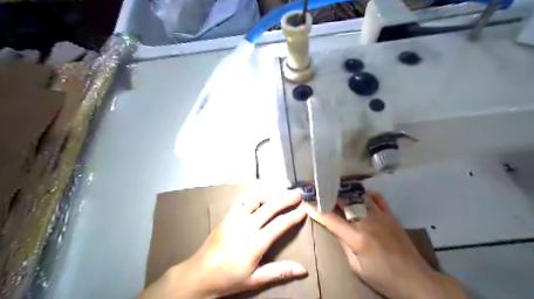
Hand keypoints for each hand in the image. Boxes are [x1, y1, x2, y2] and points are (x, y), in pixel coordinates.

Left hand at [137, 190, 305, 298]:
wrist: (199, 274)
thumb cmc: (229, 279)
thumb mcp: (255, 279)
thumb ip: (279, 272)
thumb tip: (303, 270)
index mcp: (255, 243)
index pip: (279, 225)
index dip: (293, 216)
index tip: (303, 210)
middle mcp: (246, 226)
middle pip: (270, 207)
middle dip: (286, 199)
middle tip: (298, 194)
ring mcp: (235, 218)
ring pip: (256, 199)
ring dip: (270, 195)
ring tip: (281, 193)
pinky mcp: (227, 215)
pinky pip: (242, 200)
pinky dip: (253, 197)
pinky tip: (259, 198)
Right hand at [303, 192, 468, 298]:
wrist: (415, 279)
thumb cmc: (382, 277)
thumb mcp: (357, 267)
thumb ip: (344, 245)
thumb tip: (336, 229)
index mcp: (357, 238)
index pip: (331, 220)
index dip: (316, 211)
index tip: (306, 203)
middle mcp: (367, 222)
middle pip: (344, 203)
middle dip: (330, 197)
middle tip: (320, 193)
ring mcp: (380, 217)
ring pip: (359, 198)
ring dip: (347, 195)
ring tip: (337, 192)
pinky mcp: (391, 216)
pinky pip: (378, 199)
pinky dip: (368, 194)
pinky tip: (362, 195)